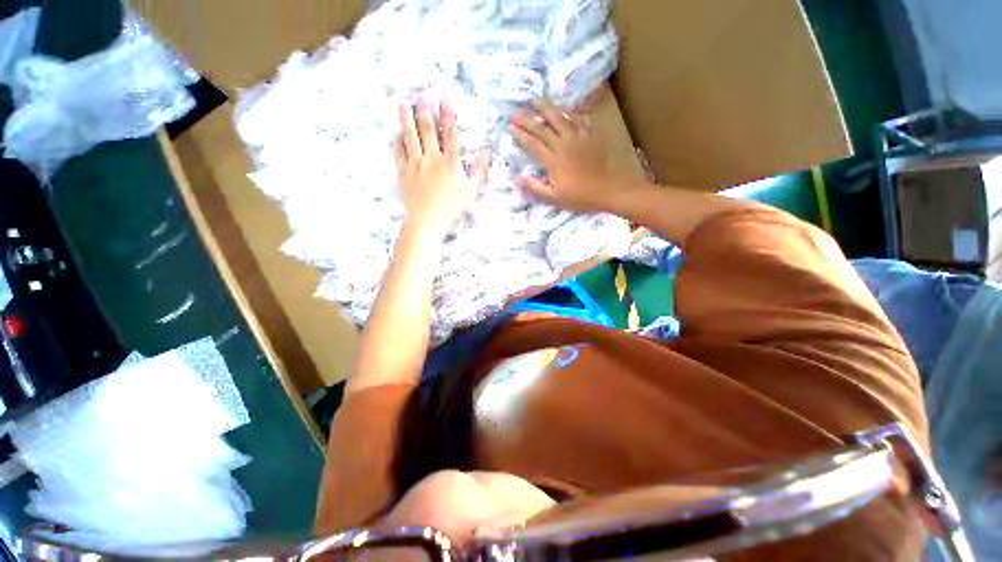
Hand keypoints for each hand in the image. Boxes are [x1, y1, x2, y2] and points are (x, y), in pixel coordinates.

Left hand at [395, 98, 491, 233]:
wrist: (427, 221)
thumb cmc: (452, 207)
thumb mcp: (471, 190)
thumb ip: (479, 170)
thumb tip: (487, 152)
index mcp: (449, 163)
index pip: (449, 134)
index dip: (448, 115)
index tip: (446, 99)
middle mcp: (431, 159)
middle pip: (426, 130)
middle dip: (425, 110)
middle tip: (422, 94)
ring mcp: (414, 164)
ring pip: (410, 137)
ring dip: (406, 119)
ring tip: (403, 104)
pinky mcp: (403, 173)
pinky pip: (398, 153)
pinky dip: (396, 141)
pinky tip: (395, 133)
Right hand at [510, 99, 635, 213]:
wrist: (608, 189)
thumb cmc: (579, 196)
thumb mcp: (554, 198)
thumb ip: (535, 187)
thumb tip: (517, 178)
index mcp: (553, 161)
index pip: (533, 144)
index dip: (520, 135)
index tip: (510, 127)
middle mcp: (563, 145)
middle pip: (542, 129)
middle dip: (527, 119)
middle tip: (515, 112)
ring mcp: (578, 138)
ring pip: (560, 118)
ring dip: (546, 108)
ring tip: (536, 100)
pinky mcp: (590, 137)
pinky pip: (579, 120)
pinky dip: (571, 113)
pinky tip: (567, 110)